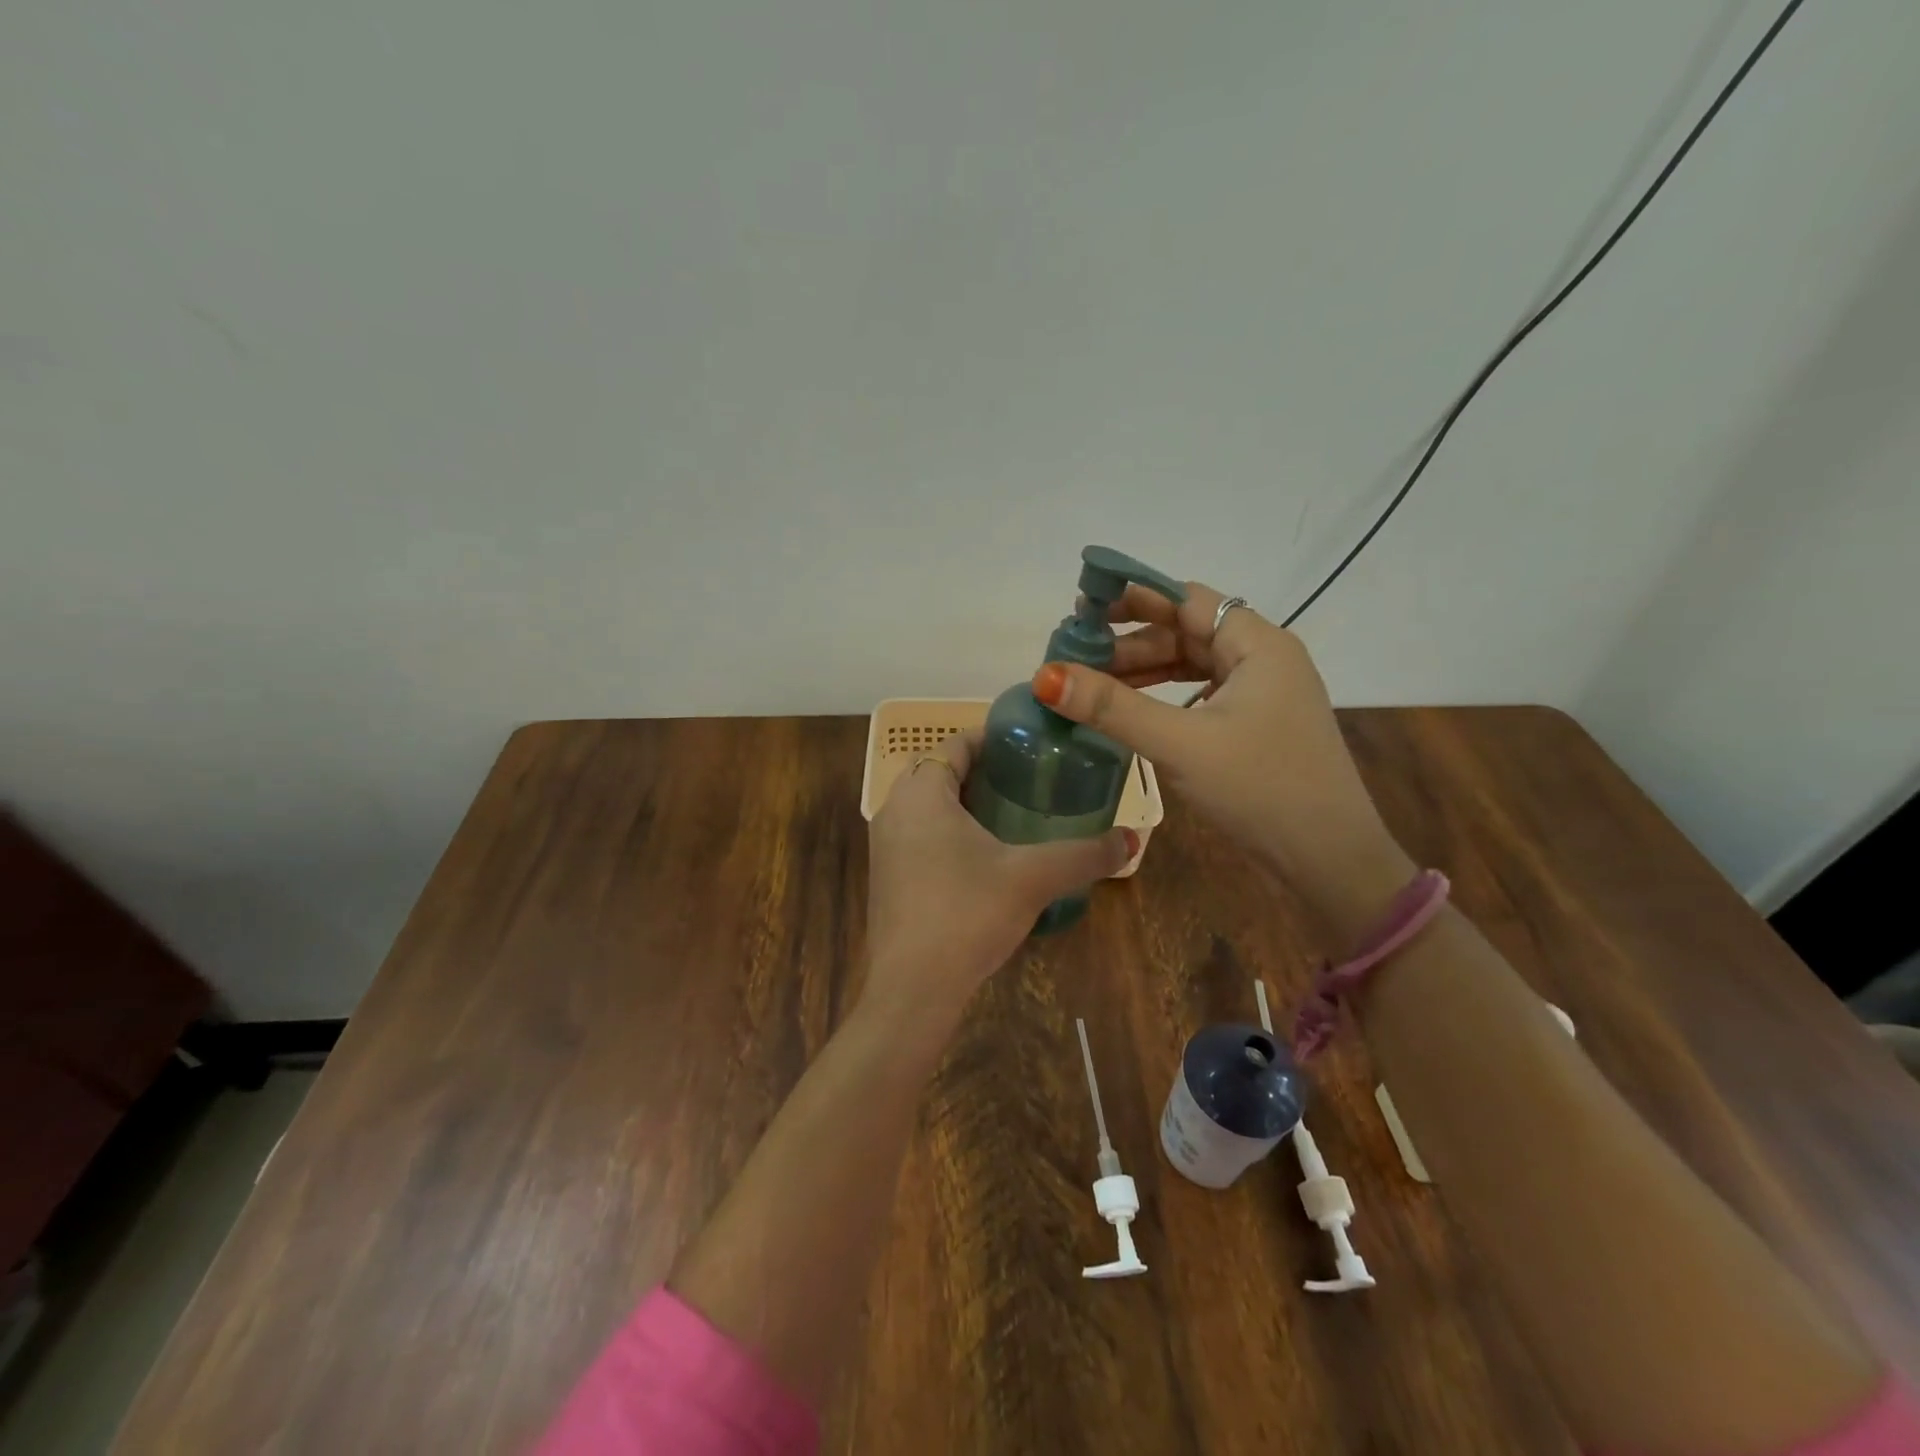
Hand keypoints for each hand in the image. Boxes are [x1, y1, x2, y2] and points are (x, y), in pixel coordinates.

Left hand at [863, 728, 1134, 1023]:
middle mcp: (894, 809)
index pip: (955, 744)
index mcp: (922, 792)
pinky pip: (918, 835)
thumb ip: (1084, 854)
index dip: (993, 740)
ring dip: (963, 802)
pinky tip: (983, 857)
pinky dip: (947, 831)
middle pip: (939, 771)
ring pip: (926, 805)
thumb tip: (1132, 839)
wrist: (913, 989)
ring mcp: (884, 845)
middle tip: (1027, 781)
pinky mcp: (886, 876)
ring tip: (1012, 814)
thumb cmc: (967, 914)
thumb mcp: (1032, 878)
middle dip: (981, 770)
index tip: (1030, 748)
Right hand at [1031, 581, 1413, 942]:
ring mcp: (1264, 693)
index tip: (1082, 608)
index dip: (1133, 598)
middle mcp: (1264, 658)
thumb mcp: (1180, 744)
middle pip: (1187, 631)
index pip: (1186, 599)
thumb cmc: (1259, 789)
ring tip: (1093, 684)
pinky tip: (1135, 711)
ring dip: (1145, 671)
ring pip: (1193, 664)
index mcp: (1258, 644)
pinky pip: (1202, 694)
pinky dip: (1165, 697)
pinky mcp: (1258, 724)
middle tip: (1075, 656)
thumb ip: (1112, 707)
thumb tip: (1045, 675)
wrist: (1329, 860)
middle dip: (1131, 641)